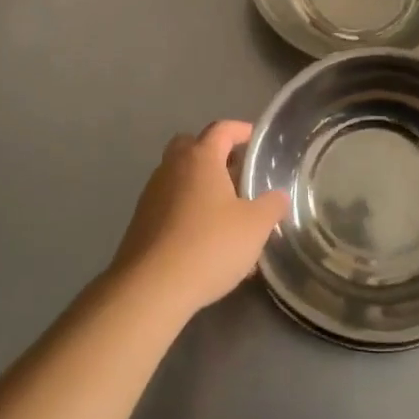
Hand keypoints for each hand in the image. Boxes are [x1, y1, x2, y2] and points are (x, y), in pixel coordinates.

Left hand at [109, 121, 289, 318]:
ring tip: (226, 213)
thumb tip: (278, 196)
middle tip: (235, 172)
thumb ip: (271, 205)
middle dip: (213, 154)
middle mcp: (172, 168)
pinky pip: (169, 205)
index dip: (240, 130)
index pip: (221, 129)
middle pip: (191, 146)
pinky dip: (187, 212)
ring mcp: (151, 195)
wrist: (150, 288)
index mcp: (200, 158)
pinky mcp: (140, 223)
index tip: (255, 139)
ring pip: (179, 177)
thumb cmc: (209, 245)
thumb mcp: (255, 226)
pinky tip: (206, 242)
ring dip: (200, 186)